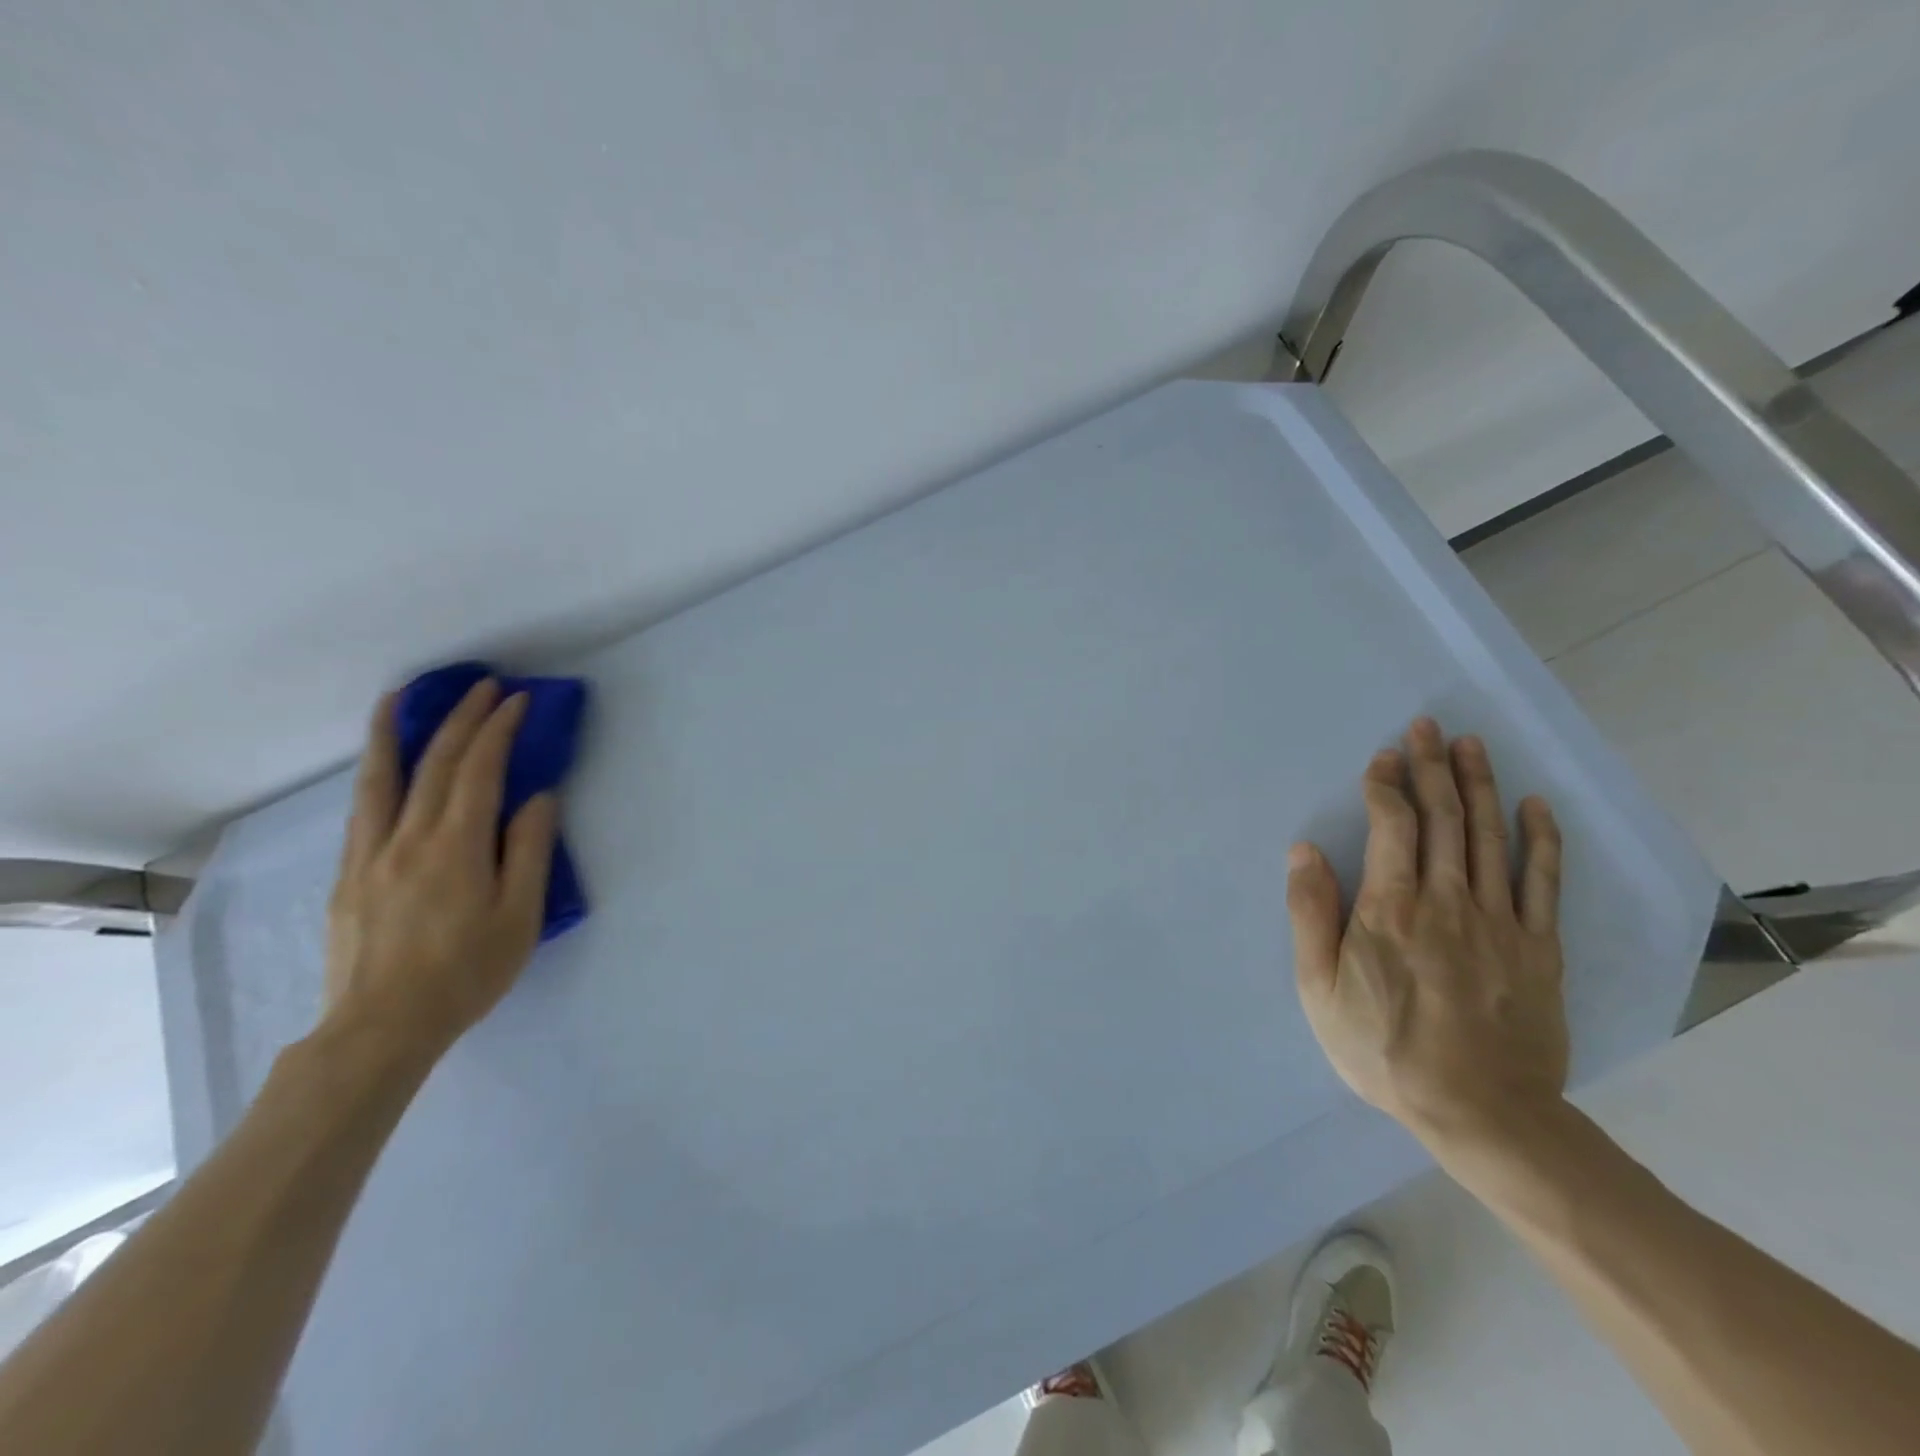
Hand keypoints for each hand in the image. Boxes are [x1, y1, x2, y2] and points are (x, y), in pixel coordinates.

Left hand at [320, 680, 559, 1064]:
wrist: (382, 1028)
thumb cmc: (466, 973)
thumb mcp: (519, 916)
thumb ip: (529, 851)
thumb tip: (538, 798)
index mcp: (456, 846)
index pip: (479, 771)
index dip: (498, 730)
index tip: (518, 700)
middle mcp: (407, 837)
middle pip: (433, 763)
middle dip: (461, 718)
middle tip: (483, 687)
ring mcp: (369, 854)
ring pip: (382, 778)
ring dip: (396, 730)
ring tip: (403, 696)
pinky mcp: (349, 874)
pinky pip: (364, 807)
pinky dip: (375, 771)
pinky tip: (382, 764)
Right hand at [1286, 717, 1567, 1152]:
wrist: (1479, 1112)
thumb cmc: (1382, 1048)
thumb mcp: (1318, 987)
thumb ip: (1310, 913)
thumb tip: (1304, 850)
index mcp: (1390, 908)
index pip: (1392, 826)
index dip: (1386, 785)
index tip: (1382, 757)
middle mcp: (1447, 900)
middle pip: (1442, 818)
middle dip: (1431, 767)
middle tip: (1427, 726)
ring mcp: (1499, 921)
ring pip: (1488, 836)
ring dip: (1478, 785)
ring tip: (1470, 745)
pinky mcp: (1538, 946)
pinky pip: (1543, 881)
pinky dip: (1541, 838)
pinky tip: (1534, 805)